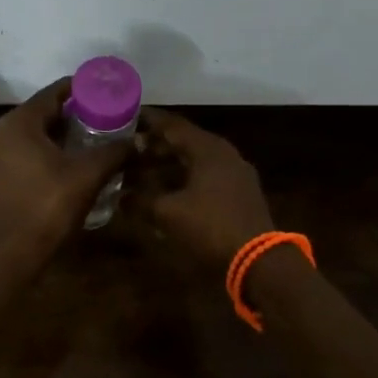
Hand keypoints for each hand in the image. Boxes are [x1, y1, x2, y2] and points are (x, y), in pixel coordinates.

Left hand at [0, 79, 128, 275]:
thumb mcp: (88, 176)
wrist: (13, 255)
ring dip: (55, 134)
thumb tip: (139, 142)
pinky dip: (41, 151)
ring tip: (87, 138)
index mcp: (18, 124)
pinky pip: (19, 152)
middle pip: (39, 112)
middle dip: (70, 113)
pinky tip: (63, 162)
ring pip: (28, 134)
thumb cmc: (49, 207)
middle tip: (100, 115)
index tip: (102, 89)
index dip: (79, 89)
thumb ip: (114, 152)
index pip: (52, 93)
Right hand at [131, 108, 274, 273]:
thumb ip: (140, 201)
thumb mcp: (167, 213)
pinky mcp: (240, 193)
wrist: (257, 260)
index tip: (126, 117)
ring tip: (143, 171)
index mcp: (208, 149)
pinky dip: (185, 178)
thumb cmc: (210, 227)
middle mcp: (224, 153)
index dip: (148, 121)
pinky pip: (206, 176)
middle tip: (129, 149)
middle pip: (185, 141)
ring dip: (170, 164)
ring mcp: (235, 173)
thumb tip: (120, 197)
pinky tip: (168, 192)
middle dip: (156, 145)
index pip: (172, 125)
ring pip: (196, 160)